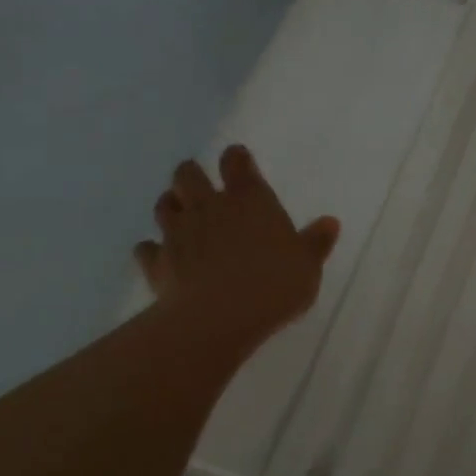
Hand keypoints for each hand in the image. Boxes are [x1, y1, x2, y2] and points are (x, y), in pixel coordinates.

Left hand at [133, 146, 339, 352]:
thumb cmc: (274, 283)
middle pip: (187, 174)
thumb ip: (316, 242)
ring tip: (180, 216)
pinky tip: (159, 257)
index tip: (238, 161)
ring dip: (170, 206)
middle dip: (191, 176)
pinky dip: (151, 250)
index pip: (236, 162)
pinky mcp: (156, 262)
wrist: (219, 317)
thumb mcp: (307, 265)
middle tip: (201, 189)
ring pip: (163, 205)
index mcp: (249, 199)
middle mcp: (209, 206)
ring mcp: (178, 232)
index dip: (236, 158)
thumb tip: (330, 222)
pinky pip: (146, 248)